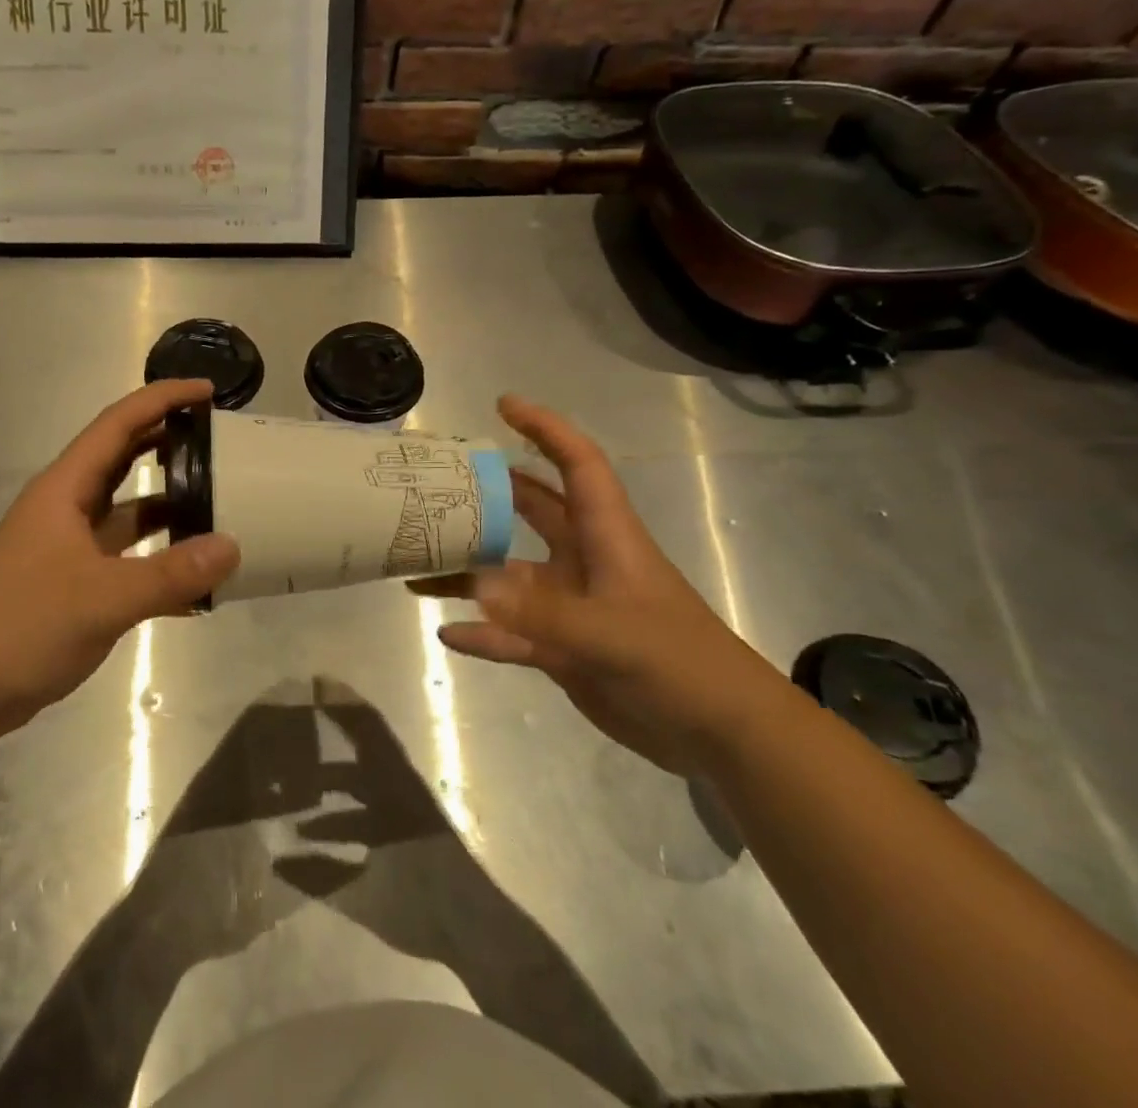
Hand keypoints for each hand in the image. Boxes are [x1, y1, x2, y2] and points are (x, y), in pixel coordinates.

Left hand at [0, 379, 238, 730]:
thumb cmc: (24, 626)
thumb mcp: (104, 598)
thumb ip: (172, 574)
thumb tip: (233, 547)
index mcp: (64, 489)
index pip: (118, 424)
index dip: (162, 400)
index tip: (207, 391)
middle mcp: (66, 507)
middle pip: (122, 458)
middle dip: (168, 442)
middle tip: (219, 441)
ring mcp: (68, 545)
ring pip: (126, 509)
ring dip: (168, 503)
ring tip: (218, 501)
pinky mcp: (73, 581)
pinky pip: (126, 556)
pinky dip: (158, 558)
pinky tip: (195, 578)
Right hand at [417, 394, 790, 778]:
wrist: (720, 733)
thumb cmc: (679, 662)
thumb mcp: (612, 634)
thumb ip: (542, 611)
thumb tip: (475, 584)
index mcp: (606, 536)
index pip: (577, 465)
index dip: (545, 429)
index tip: (503, 406)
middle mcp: (583, 561)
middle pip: (532, 510)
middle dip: (491, 492)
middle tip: (438, 482)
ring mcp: (570, 605)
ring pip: (509, 576)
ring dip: (469, 571)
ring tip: (417, 565)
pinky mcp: (563, 647)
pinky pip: (509, 633)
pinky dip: (481, 632)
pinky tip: (447, 633)